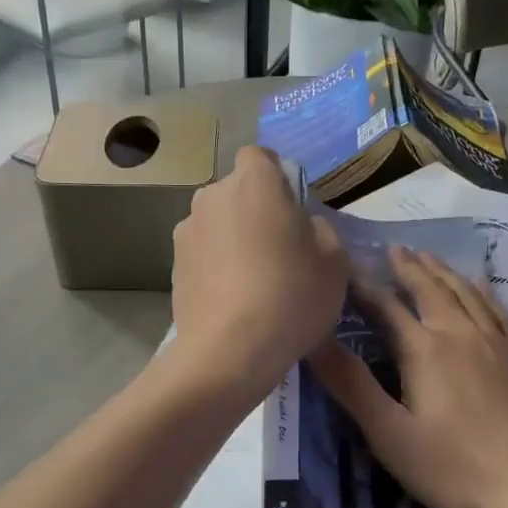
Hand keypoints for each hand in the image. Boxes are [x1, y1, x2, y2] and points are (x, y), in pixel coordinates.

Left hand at [169, 146, 348, 399]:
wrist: (229, 352)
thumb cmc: (291, 296)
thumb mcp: (334, 261)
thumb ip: (319, 231)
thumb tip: (302, 227)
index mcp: (254, 182)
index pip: (260, 156)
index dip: (277, 178)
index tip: (292, 210)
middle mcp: (212, 195)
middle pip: (237, 192)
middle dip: (254, 211)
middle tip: (278, 251)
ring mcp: (186, 230)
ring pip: (217, 224)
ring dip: (232, 239)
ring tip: (252, 281)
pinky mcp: (172, 265)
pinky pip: (203, 254)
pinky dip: (215, 267)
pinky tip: (232, 300)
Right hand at [309, 247, 507, 507]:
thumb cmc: (457, 467)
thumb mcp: (391, 435)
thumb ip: (352, 386)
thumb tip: (313, 341)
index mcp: (425, 349)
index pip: (386, 306)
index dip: (362, 286)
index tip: (344, 267)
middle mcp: (460, 333)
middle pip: (430, 289)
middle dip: (408, 268)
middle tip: (393, 249)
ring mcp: (496, 343)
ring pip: (466, 293)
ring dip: (443, 272)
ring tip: (429, 257)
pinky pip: (498, 310)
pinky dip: (483, 292)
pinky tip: (482, 290)